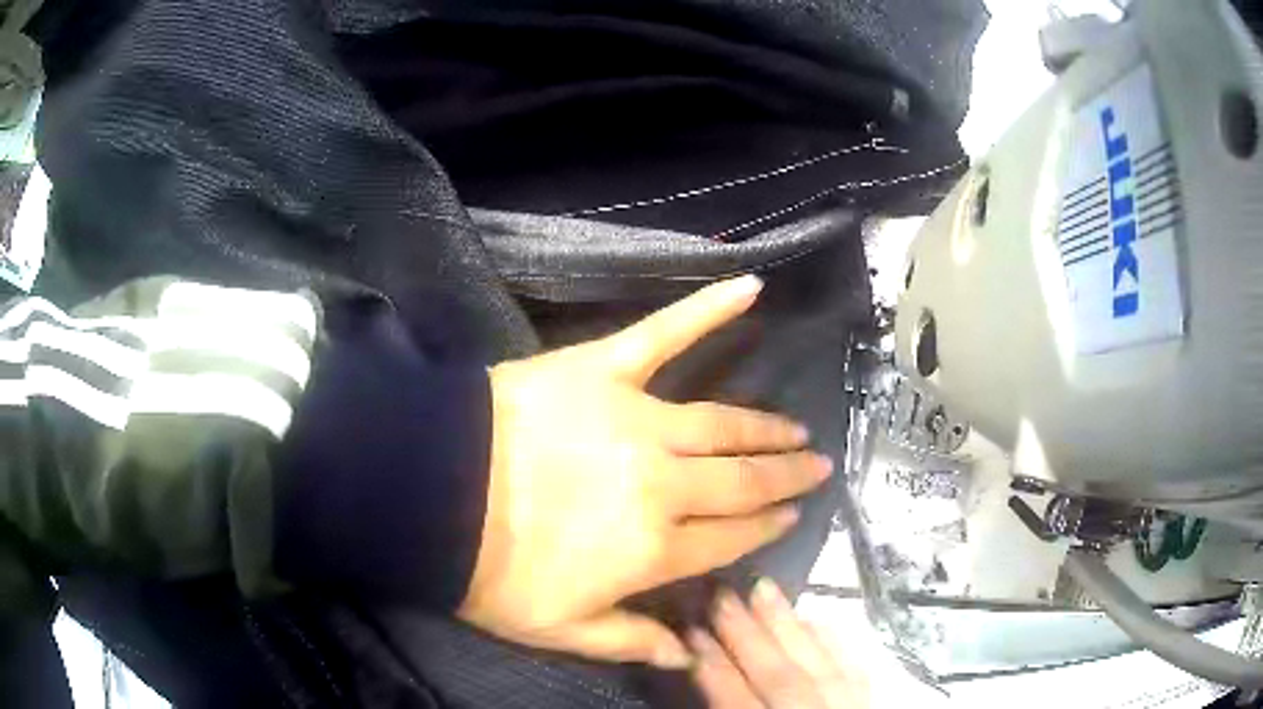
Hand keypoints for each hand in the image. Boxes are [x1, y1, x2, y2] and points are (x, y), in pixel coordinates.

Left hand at [458, 276, 832, 668]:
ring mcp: (639, 421)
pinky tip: (750, 289)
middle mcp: (664, 485)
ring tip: (795, 428)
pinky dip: (709, 309)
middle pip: (741, 481)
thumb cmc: (491, 571)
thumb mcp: (559, 630)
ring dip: (766, 426)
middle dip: (785, 475)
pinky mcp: (605, 370)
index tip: (794, 514)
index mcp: (655, 550)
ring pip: (724, 424)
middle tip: (816, 464)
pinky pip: (665, 334)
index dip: (767, 526)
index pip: (730, 538)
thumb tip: (687, 656)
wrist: (433, 495)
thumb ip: (631, 641)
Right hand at [690, 580, 867, 707]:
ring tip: (763, 588)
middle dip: (748, 635)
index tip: (690, 628)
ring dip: (789, 626)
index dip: (713, 665)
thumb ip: (729, 708)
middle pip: (779, 677)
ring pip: (819, 664)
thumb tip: (703, 671)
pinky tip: (817, 619)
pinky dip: (834, 643)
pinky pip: (855, 668)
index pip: (737, 700)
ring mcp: (849, 708)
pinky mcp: (871, 700)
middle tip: (721, 593)